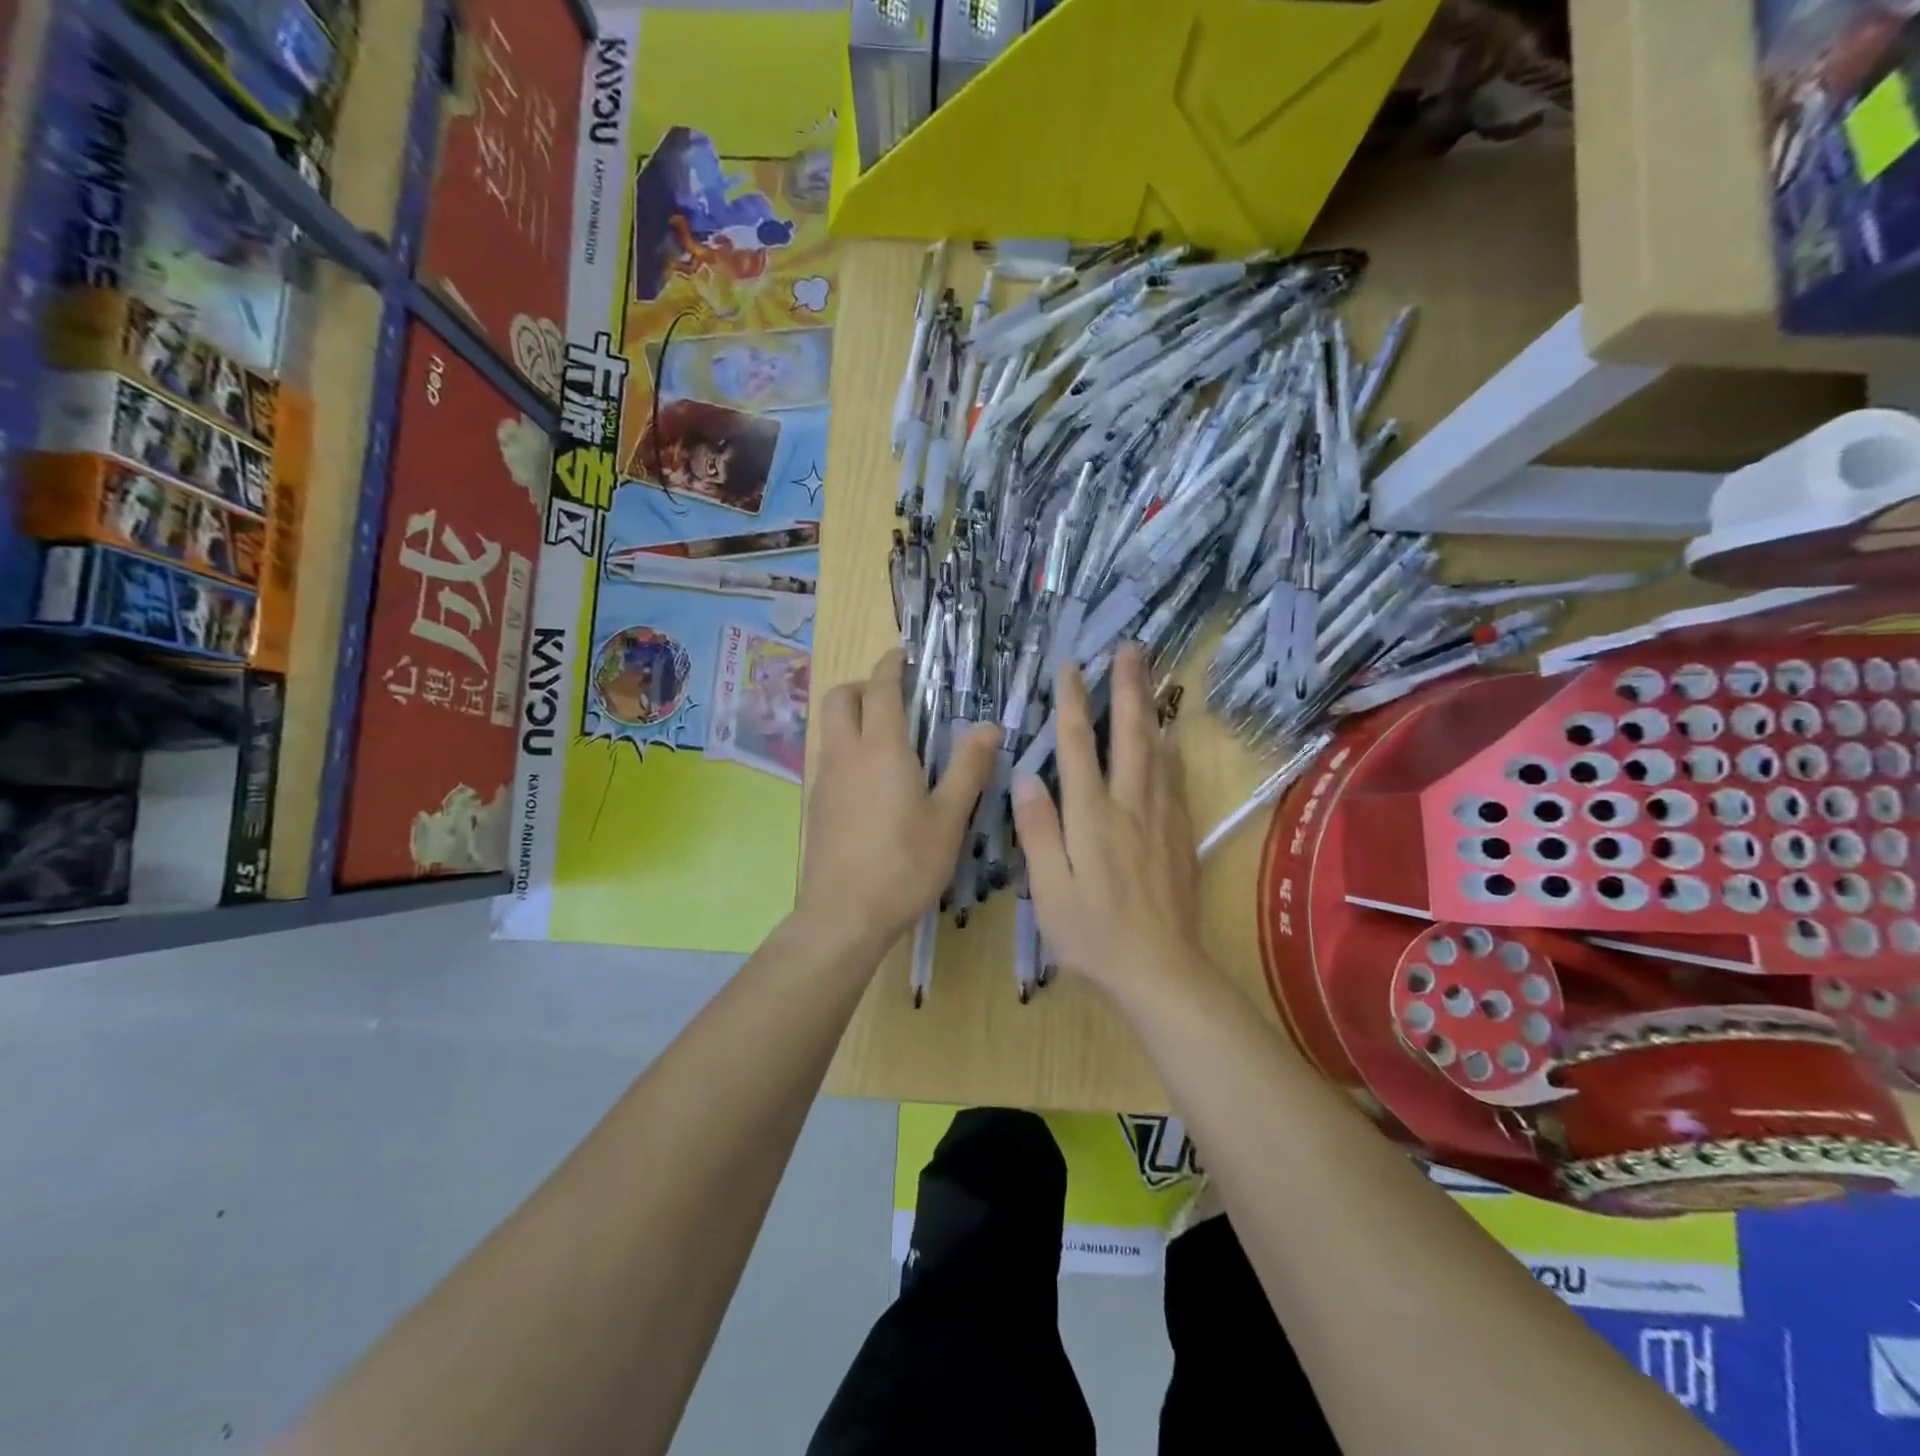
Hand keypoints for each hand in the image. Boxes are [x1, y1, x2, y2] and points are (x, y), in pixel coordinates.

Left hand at [797, 648, 999, 955]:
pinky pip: (829, 757)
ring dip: (853, 716)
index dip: (892, 665)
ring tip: (890, 740)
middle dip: (863, 685)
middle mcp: (846, 753)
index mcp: (881, 748)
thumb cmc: (904, 864)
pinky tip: (873, 782)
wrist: (844, 915)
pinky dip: (847, 747)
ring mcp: (825, 779)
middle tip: (896, 698)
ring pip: (830, 727)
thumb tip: (989, 727)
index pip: (880, 688)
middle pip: (840, 697)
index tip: (905, 656)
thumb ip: (969, 768)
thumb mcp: (949, 818)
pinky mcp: (816, 805)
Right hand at [1012, 645, 1203, 997]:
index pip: (1079, 748)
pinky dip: (1170, 749)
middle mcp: (1130, 806)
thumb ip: (1038, 831)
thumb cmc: (1093, 935)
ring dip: (1151, 709)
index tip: (1071, 668)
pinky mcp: (1180, 836)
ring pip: (1158, 751)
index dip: (1073, 704)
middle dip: (1127, 688)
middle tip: (1131, 649)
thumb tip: (1025, 777)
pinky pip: (1175, 779)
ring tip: (1152, 676)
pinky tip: (1171, 737)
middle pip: (1130, 736)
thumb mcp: (1049, 890)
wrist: (1161, 971)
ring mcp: (1161, 819)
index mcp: (1092, 817)